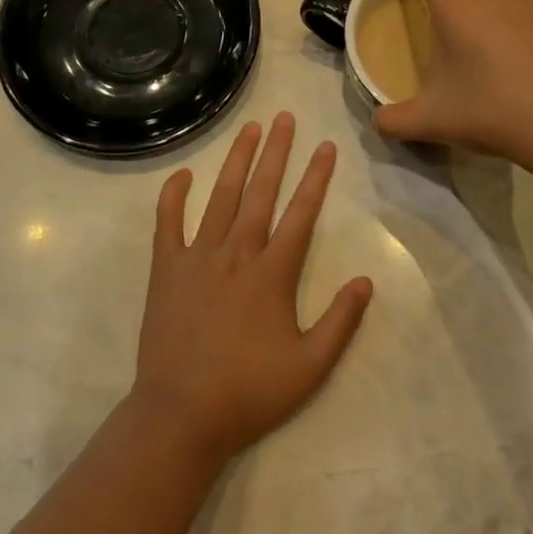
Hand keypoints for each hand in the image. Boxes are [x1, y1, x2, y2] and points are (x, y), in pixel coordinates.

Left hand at [133, 113, 373, 464]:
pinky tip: (182, 174)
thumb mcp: (309, 368)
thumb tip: (366, 280)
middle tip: (285, 117)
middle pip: (261, 191)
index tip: (326, 146)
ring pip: (221, 197)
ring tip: (250, 129)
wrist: (181, 416)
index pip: (300, 213)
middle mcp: (237, 253)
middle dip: (276, 152)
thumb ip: (340, 322)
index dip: (316, 178)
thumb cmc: (249, 392)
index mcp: (272, 273)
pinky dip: (173, 196)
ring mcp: (198, 256)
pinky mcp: (166, 268)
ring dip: (237, 160)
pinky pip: (168, 223)